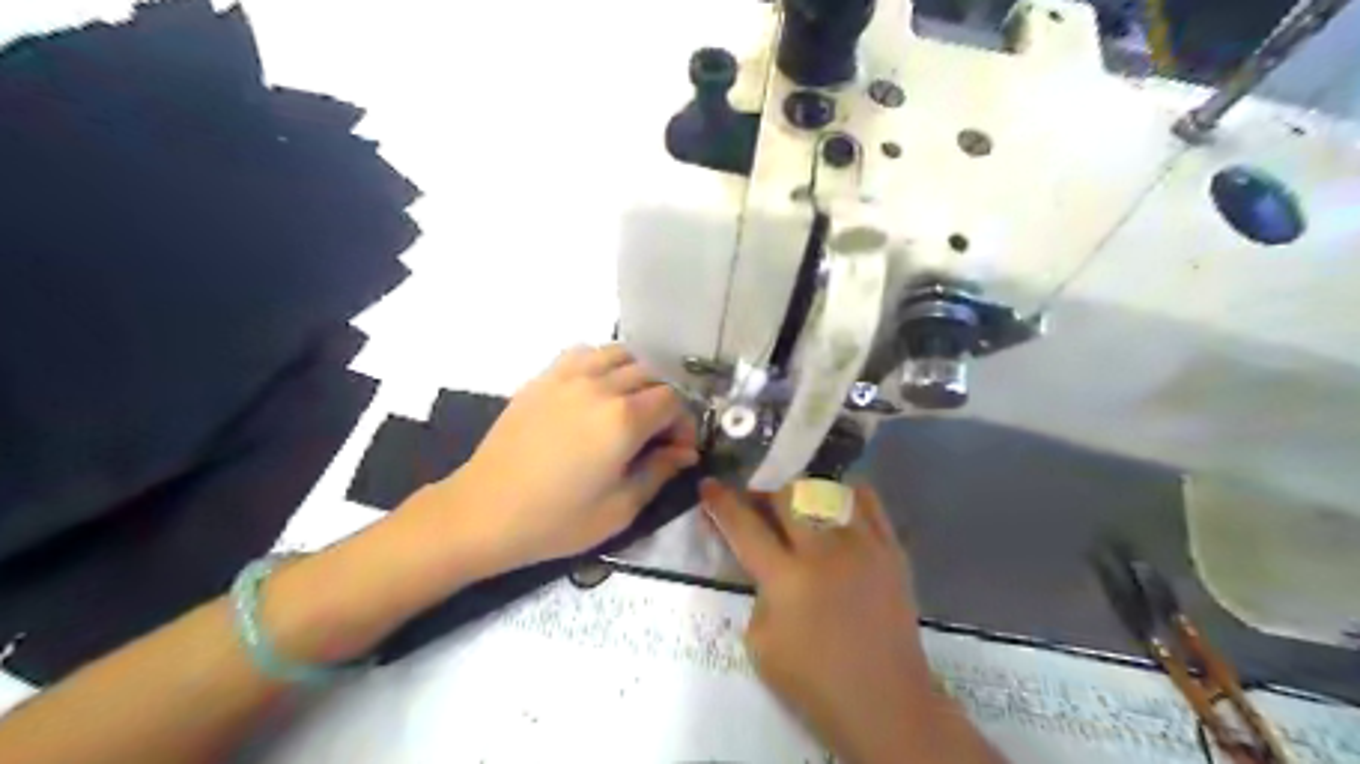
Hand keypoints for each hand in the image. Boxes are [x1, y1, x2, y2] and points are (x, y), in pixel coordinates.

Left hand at [436, 343, 694, 565]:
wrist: (484, 512)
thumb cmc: (556, 520)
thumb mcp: (620, 509)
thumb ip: (660, 472)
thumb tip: (685, 452)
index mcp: (624, 420)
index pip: (673, 402)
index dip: (683, 425)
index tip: (678, 450)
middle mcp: (601, 386)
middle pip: (651, 376)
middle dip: (664, 402)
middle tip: (656, 434)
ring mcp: (568, 376)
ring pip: (620, 355)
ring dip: (636, 377)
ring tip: (629, 406)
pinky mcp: (543, 377)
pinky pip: (585, 353)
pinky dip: (602, 364)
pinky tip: (597, 390)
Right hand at [701, 481, 936, 762]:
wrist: (886, 702)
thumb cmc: (815, 682)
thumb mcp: (761, 644)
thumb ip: (757, 593)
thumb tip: (765, 562)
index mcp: (786, 580)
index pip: (744, 527)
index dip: (722, 503)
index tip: (709, 485)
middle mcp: (824, 552)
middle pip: (787, 495)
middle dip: (765, 494)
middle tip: (759, 504)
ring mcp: (863, 546)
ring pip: (827, 490)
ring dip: (804, 493)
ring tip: (800, 507)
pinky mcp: (891, 550)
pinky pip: (868, 501)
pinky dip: (846, 496)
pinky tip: (836, 507)